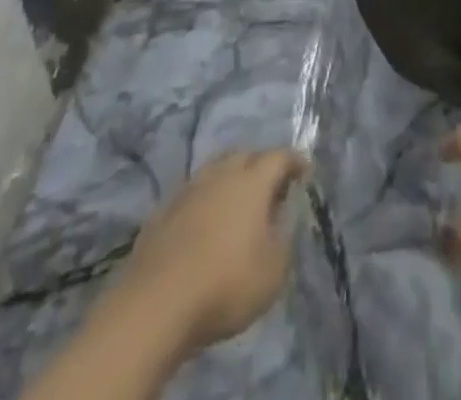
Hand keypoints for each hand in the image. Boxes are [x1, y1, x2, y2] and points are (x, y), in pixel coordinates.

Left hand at [115, 149, 309, 351]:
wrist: (156, 304)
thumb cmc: (226, 284)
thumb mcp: (273, 271)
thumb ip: (284, 238)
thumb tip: (282, 218)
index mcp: (253, 181)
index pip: (279, 157)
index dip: (294, 162)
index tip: (304, 171)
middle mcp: (221, 174)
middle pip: (245, 156)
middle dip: (260, 165)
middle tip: (270, 187)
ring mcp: (188, 190)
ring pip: (215, 170)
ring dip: (229, 180)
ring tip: (236, 203)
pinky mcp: (162, 212)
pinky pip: (191, 194)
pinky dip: (204, 201)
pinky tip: (203, 223)